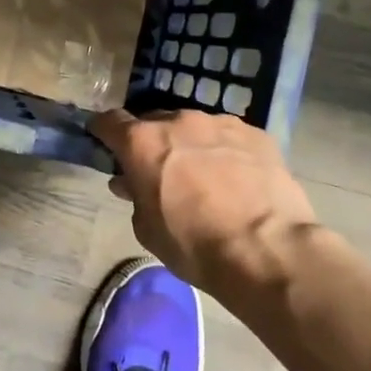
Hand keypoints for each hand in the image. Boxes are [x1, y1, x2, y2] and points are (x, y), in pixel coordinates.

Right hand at [90, 109, 317, 293]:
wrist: (267, 250)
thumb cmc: (194, 244)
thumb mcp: (147, 229)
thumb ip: (135, 197)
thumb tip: (130, 183)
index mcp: (143, 142)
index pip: (110, 122)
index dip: (103, 132)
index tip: (103, 142)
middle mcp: (179, 120)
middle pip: (154, 121)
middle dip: (151, 142)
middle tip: (158, 169)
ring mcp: (220, 123)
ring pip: (194, 127)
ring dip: (189, 144)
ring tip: (203, 175)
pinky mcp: (256, 133)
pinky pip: (229, 137)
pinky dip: (224, 151)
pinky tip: (236, 178)